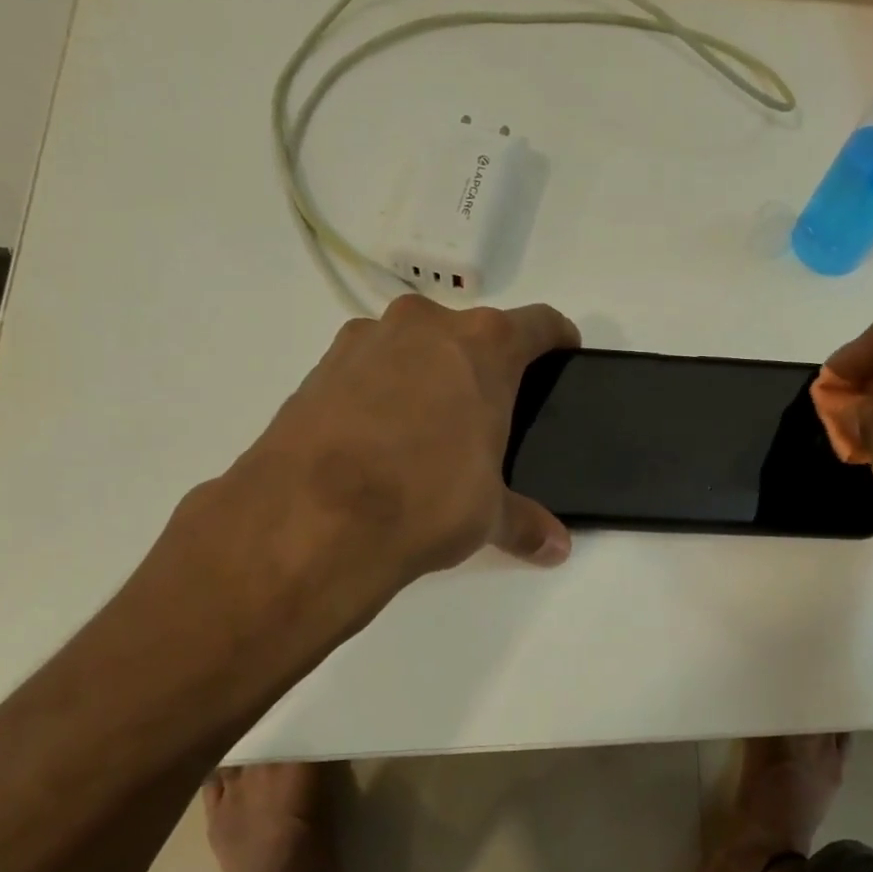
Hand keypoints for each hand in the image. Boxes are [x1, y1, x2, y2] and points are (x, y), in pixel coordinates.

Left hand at [180, 295, 579, 622]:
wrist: (310, 517)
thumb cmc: (424, 500)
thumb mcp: (486, 515)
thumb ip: (525, 522)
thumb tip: (557, 547)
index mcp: (484, 347)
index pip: (539, 323)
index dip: (557, 338)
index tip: (562, 354)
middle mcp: (426, 326)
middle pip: (470, 332)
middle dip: (481, 364)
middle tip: (485, 412)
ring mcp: (366, 340)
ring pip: (413, 345)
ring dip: (426, 372)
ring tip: (424, 429)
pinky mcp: (320, 365)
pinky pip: (367, 367)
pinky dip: (379, 389)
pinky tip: (375, 437)